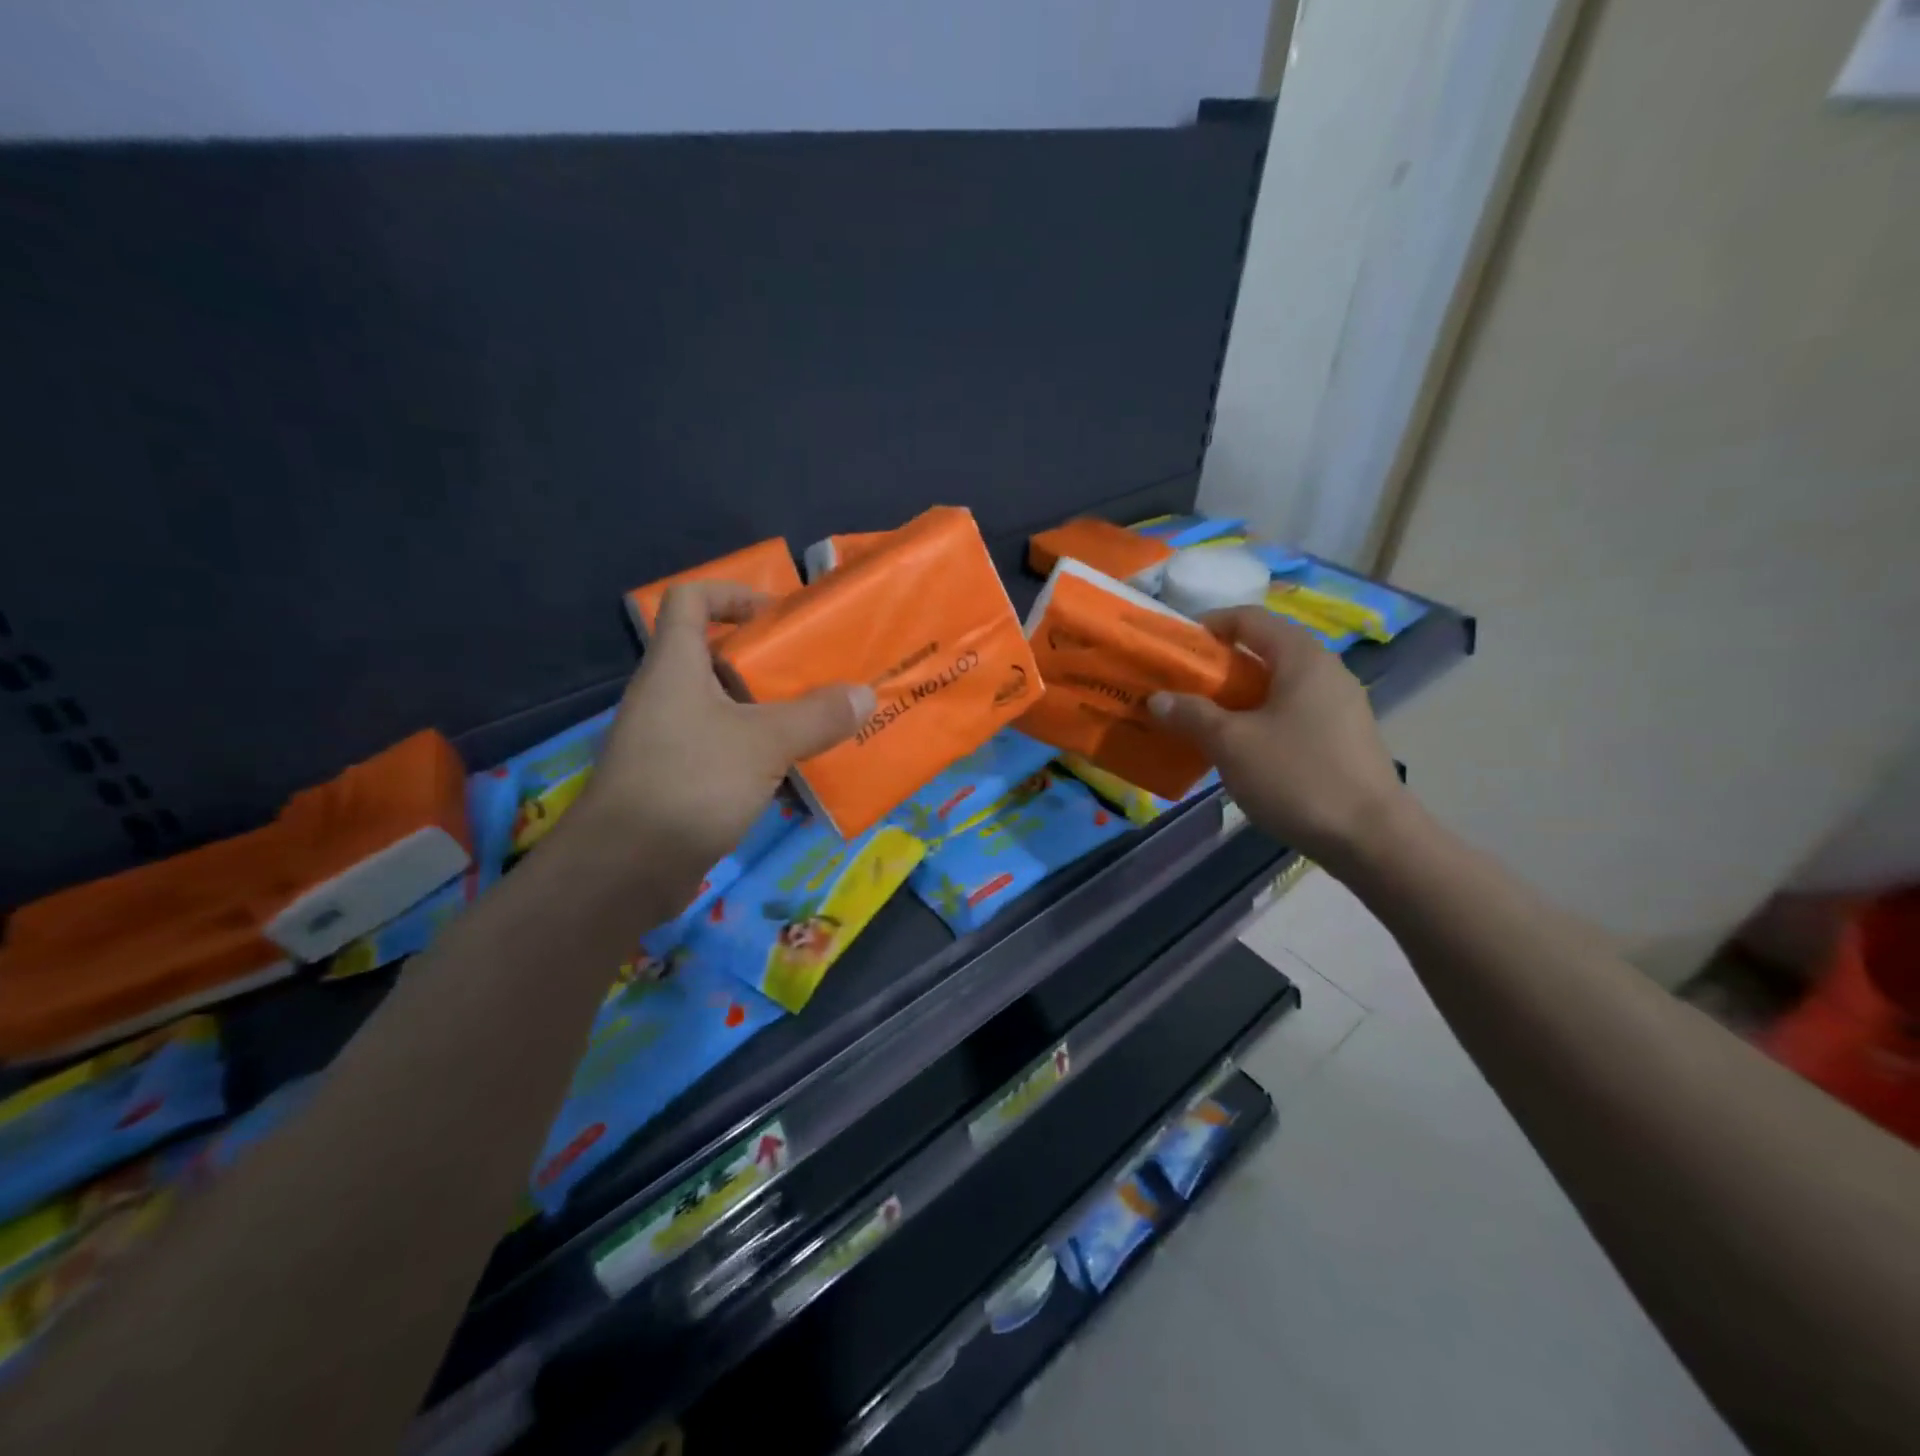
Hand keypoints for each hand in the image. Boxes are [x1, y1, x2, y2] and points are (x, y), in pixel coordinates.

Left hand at [569, 581, 874, 911]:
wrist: (624, 869)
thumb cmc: (690, 782)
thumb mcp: (764, 743)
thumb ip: (817, 716)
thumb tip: (864, 694)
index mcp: (675, 666)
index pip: (690, 600)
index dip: (732, 593)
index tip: (777, 617)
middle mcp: (667, 696)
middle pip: (717, 658)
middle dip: (769, 664)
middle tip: (818, 676)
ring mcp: (670, 741)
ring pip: (726, 710)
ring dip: (770, 715)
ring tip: (819, 725)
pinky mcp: (678, 781)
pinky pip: (725, 752)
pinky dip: (760, 757)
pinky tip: (795, 777)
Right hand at [1148, 608, 1406, 864]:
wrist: (1371, 838)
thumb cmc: (1297, 776)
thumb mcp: (1232, 744)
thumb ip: (1192, 715)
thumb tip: (1158, 698)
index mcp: (1302, 658)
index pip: (1250, 619)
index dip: (1210, 625)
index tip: (1177, 647)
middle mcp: (1325, 671)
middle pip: (1264, 651)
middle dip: (1219, 666)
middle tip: (1182, 687)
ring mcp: (1339, 705)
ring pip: (1277, 685)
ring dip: (1237, 696)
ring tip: (1203, 719)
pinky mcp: (1342, 737)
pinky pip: (1291, 712)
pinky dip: (1260, 718)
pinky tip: (1240, 748)